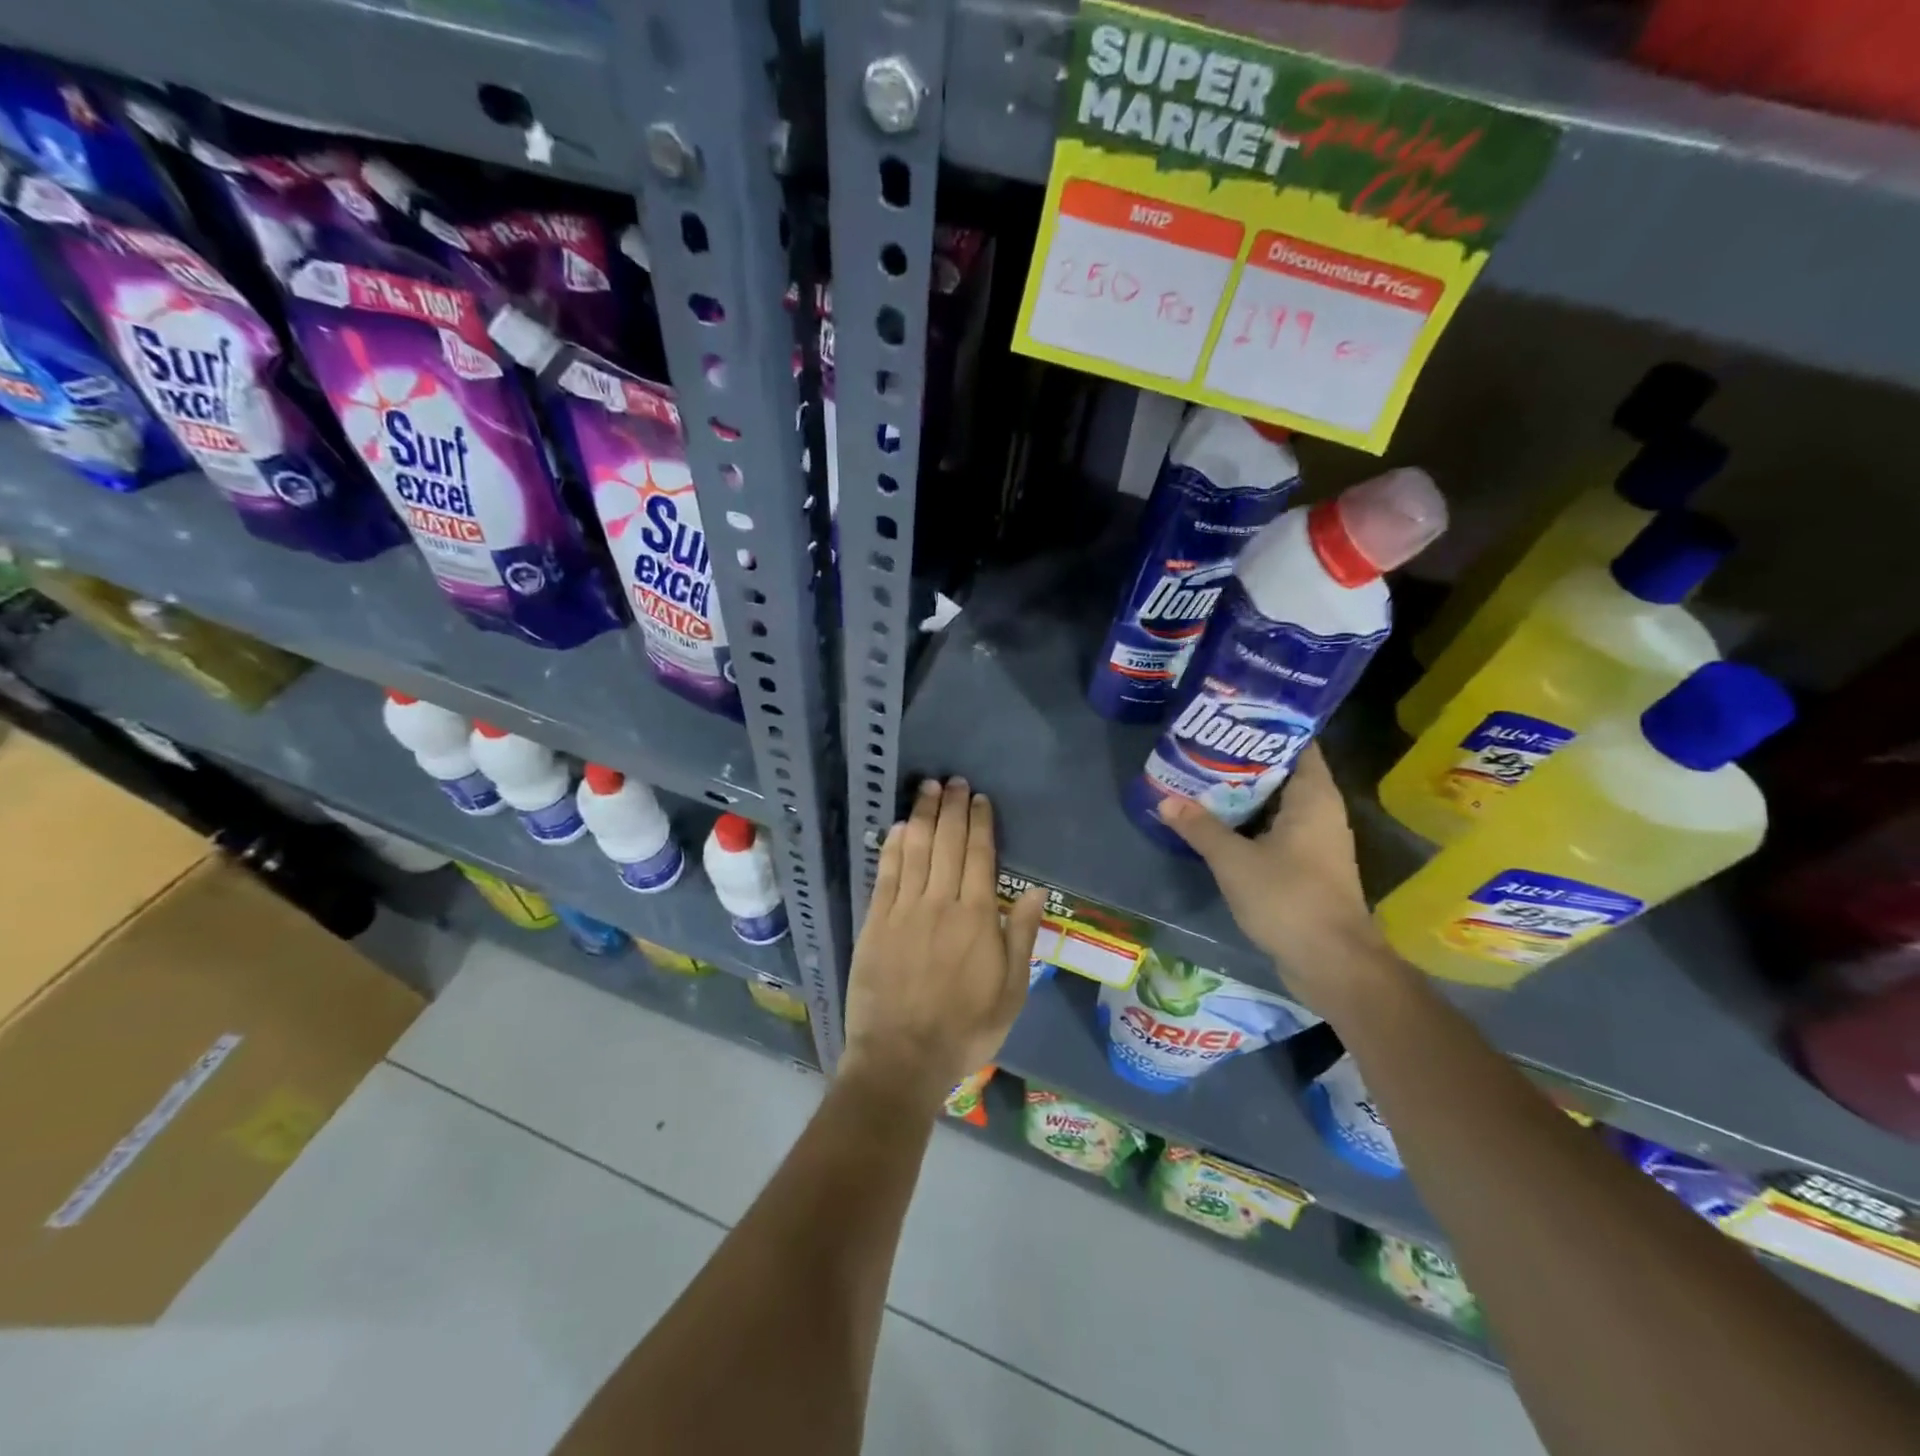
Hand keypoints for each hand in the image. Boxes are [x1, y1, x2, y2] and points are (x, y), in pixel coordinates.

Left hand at [842, 777, 1047, 1111]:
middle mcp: (940, 903)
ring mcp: (904, 910)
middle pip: (947, 843)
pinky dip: (892, 846)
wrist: (902, 1057)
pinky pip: (886, 874)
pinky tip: (898, 827)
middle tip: (953, 781)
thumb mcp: (1010, 993)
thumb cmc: (965, 1030)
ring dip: (922, 815)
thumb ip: (1020, 937)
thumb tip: (1032, 890)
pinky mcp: (876, 922)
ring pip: (915, 850)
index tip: (979, 799)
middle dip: (951, 808)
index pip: (979, 856)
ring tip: (927, 788)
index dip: (979, 823)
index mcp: (977, 918)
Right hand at [1156, 744, 1386, 1008]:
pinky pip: (1275, 829)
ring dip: (1244, 793)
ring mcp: (1315, 841)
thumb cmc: (1289, 899)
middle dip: (1244, 759)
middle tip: (1202, 746)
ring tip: (1201, 778)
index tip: (1230, 716)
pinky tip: (1216, 821)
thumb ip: (1200, 827)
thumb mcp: (1234, 860)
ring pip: (1277, 803)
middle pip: (1282, 771)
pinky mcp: (1307, 866)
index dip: (1267, 726)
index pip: (1297, 743)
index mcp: (1314, 797)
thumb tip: (1165, 799)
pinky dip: (1249, 821)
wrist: (1332, 963)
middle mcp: (1320, 811)